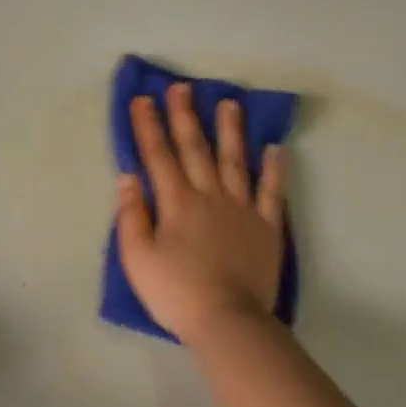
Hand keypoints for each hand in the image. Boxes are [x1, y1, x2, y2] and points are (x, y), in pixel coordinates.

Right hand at [116, 83, 287, 343]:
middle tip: (182, 87)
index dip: (149, 127)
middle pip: (196, 149)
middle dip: (185, 117)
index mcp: (176, 203)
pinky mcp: (267, 227)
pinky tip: (276, 148)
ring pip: (236, 161)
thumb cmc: (176, 292)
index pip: (158, 156)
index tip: (143, 100)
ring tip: (230, 103)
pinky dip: (274, 169)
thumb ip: (131, 215)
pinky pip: (272, 191)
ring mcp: (242, 209)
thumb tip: (129, 177)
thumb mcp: (137, 258)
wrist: (227, 319)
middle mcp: (210, 196)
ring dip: (230, 131)